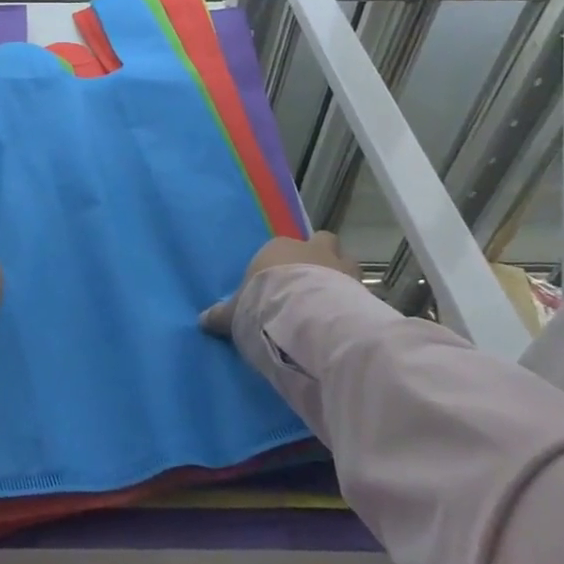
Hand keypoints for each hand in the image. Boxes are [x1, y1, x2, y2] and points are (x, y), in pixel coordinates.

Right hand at [200, 232, 360, 336]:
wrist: (305, 314)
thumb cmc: (264, 302)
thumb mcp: (234, 312)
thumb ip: (221, 315)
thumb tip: (202, 320)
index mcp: (279, 247)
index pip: (282, 247)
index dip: (284, 263)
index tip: (279, 285)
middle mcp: (312, 249)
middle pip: (322, 243)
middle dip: (321, 258)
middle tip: (313, 283)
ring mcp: (341, 265)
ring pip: (346, 261)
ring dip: (341, 276)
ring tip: (333, 301)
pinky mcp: (361, 287)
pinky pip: (360, 289)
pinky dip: (355, 300)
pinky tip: (347, 318)